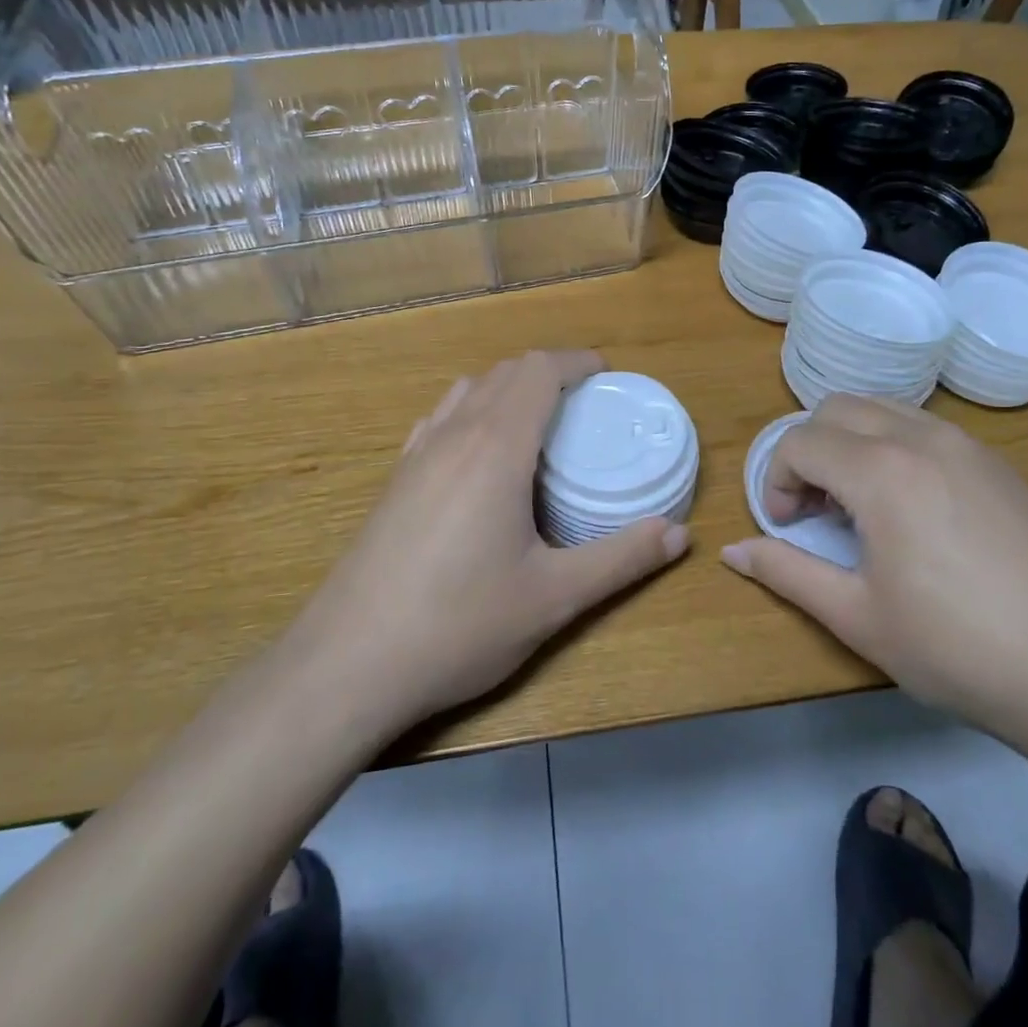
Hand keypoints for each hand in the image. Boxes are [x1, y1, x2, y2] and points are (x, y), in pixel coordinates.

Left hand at [300, 350, 688, 732]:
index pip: (538, 370)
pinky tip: (480, 458)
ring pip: (468, 391)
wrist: (347, 665)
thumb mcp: (554, 598)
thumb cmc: (459, 625)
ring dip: (509, 390)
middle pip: (505, 372)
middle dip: (549, 373)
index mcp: (496, 448)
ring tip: (539, 426)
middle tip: (586, 405)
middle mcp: (453, 435)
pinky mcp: (394, 481)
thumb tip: (680, 534)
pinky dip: (473, 414)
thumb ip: (621, 560)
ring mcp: (416, 455)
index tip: (608, 377)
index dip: (577, 362)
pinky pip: (440, 420)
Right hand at [721, 395, 1027, 750]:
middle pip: (837, 408)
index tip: (783, 526)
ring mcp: (968, 445)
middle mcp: (922, 438)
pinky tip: (911, 510)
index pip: (800, 441)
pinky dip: (893, 447)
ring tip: (859, 507)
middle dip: (808, 450)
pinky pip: (925, 428)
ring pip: (883, 409)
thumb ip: (787, 572)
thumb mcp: (857, 617)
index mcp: (881, 471)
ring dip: (851, 443)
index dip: (775, 480)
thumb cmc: (955, 649)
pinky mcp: (999, 464)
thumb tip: (732, 551)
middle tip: (814, 511)